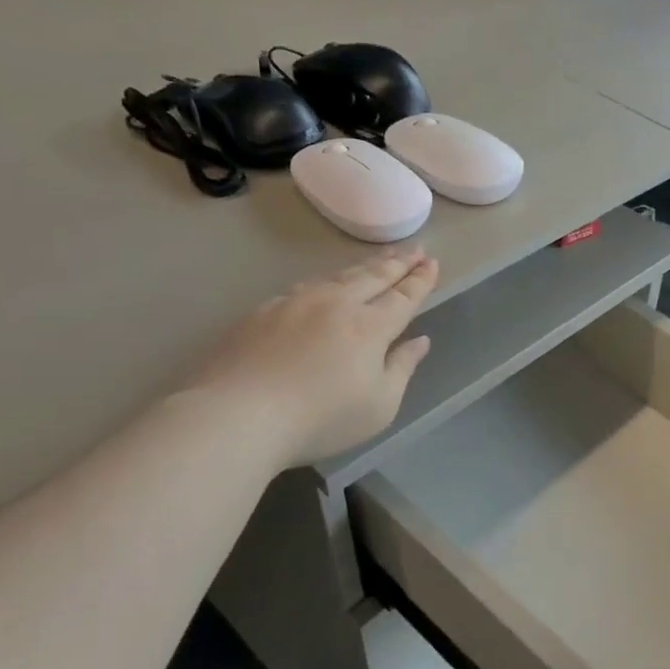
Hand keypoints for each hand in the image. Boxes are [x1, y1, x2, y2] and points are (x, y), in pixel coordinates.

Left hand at [186, 252, 437, 466]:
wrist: (237, 415)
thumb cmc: (321, 419)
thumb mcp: (379, 406)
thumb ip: (402, 368)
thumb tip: (420, 341)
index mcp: (370, 326)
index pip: (403, 297)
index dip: (420, 280)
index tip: (432, 263)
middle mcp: (336, 304)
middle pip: (373, 277)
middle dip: (397, 263)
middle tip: (415, 249)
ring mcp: (295, 303)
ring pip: (338, 276)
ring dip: (364, 267)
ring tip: (378, 261)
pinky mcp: (263, 312)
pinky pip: (306, 287)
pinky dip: (326, 281)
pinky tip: (325, 285)